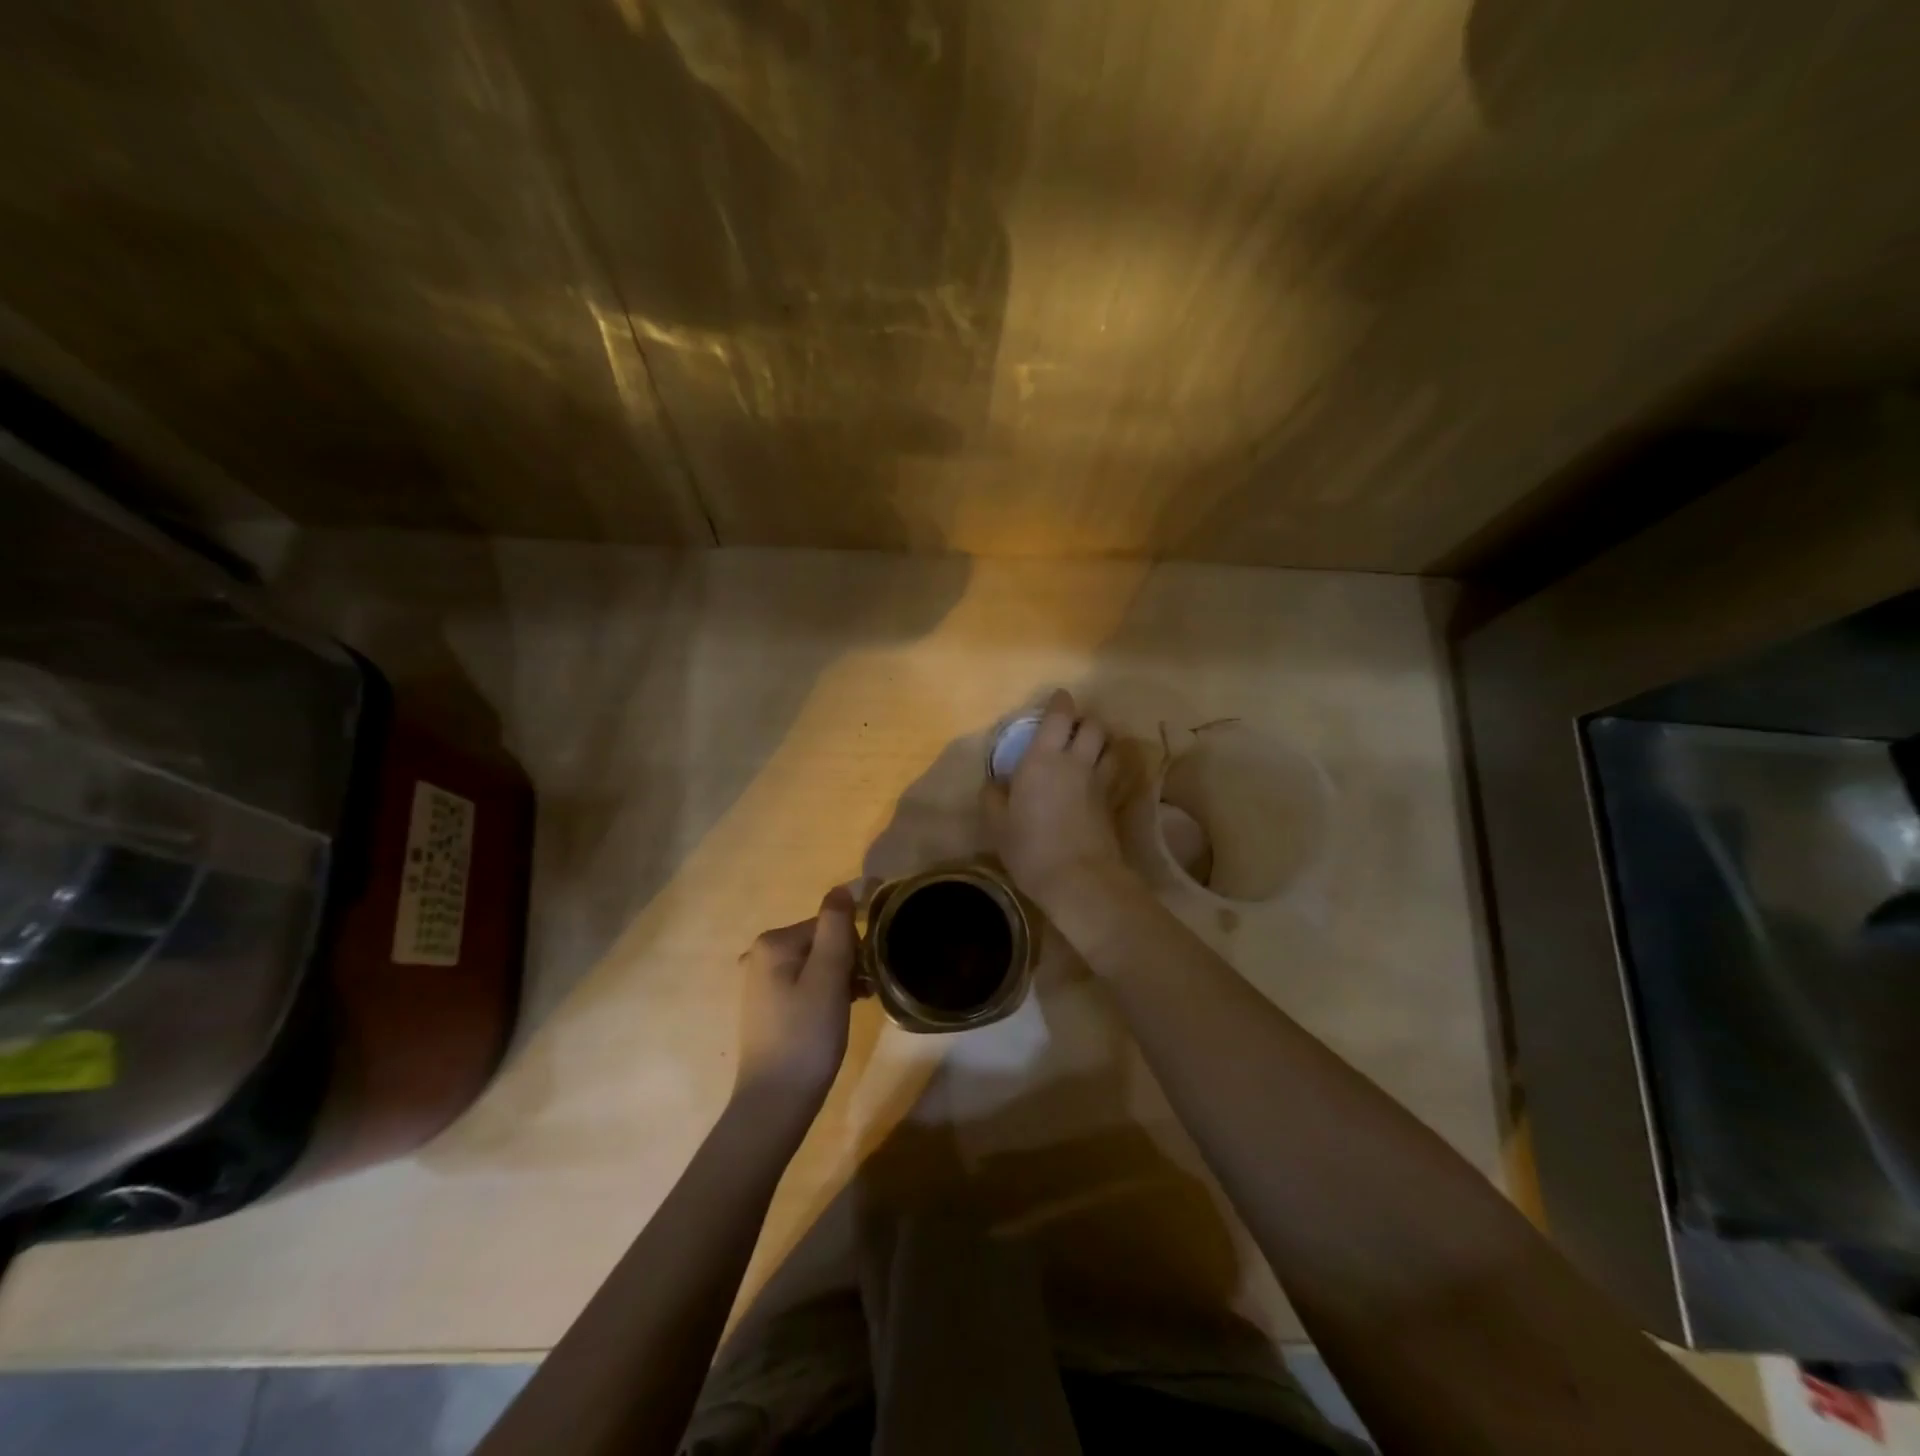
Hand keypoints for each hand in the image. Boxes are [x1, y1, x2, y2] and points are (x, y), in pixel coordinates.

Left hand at [734, 887, 857, 1113]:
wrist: (776, 1102)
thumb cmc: (806, 1035)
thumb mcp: (828, 976)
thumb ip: (836, 927)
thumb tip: (842, 888)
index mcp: (773, 942)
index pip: (829, 925)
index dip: (852, 949)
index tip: (862, 978)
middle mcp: (760, 955)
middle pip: (822, 942)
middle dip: (846, 964)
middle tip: (858, 996)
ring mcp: (761, 982)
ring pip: (816, 965)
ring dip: (839, 981)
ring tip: (850, 1009)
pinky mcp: (767, 1006)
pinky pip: (805, 985)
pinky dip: (825, 995)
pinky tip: (834, 1018)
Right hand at [983, 689, 1131, 910]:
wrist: (1079, 878)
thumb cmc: (1030, 848)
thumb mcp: (998, 825)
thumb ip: (993, 798)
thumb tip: (994, 783)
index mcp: (1043, 759)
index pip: (1059, 716)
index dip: (1060, 702)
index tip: (1058, 698)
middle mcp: (1075, 761)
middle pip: (1093, 726)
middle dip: (1085, 720)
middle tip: (1073, 727)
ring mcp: (1099, 781)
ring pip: (1111, 746)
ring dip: (1102, 741)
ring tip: (1092, 748)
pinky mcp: (1113, 803)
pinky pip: (1116, 773)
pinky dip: (1111, 767)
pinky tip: (1102, 776)